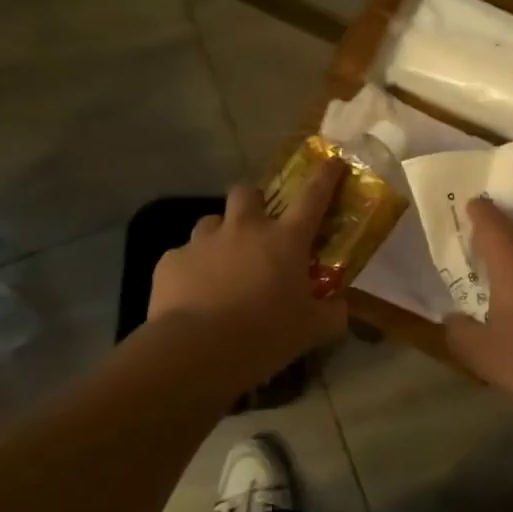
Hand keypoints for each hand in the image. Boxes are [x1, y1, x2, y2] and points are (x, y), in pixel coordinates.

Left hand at [148, 159, 348, 384]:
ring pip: (211, 222)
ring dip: (220, 236)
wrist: (197, 351)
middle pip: (247, 192)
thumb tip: (341, 308)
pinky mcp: (171, 261)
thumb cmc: (265, 334)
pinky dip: (192, 269)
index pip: (313, 197)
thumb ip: (332, 314)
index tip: (332, 161)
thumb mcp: (312, 330)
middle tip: (257, 227)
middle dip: (253, 201)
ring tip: (222, 265)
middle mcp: (244, 229)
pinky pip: (183, 256)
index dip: (325, 176)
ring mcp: (203, 242)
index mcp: (285, 240)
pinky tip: (193, 295)